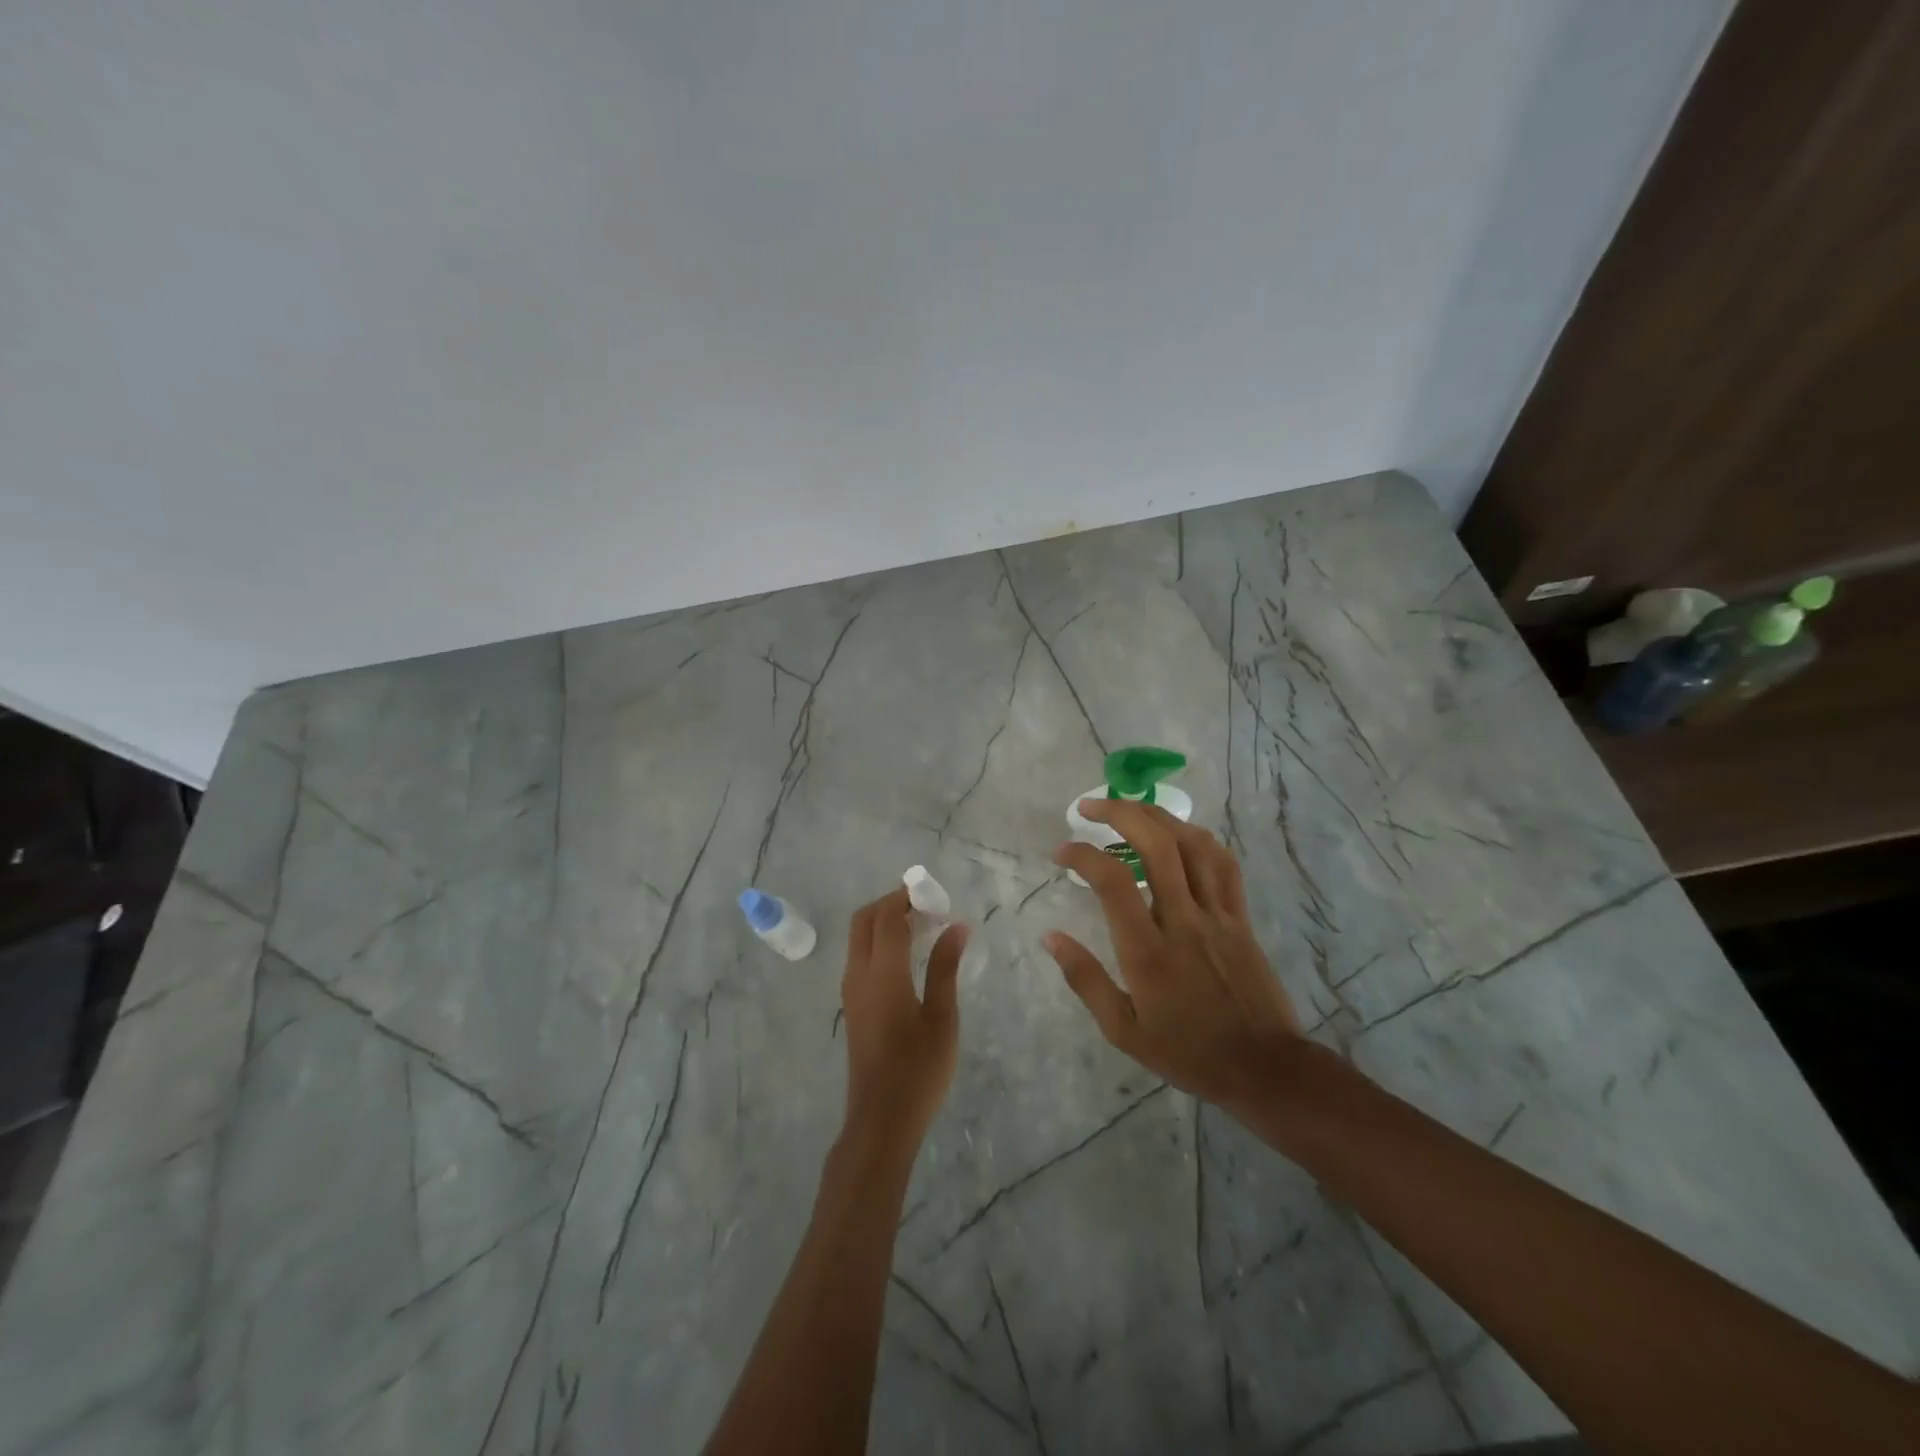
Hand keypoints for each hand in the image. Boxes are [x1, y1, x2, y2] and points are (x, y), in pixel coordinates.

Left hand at [840, 886, 968, 1153]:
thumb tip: (957, 926)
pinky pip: (860, 956)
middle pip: (864, 920)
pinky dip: (879, 942)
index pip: (887, 917)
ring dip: (883, 922)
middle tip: (925, 905)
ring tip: (921, 926)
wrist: (881, 1120)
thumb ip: (946, 967)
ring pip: (859, 938)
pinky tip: (907, 956)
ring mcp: (851, 991)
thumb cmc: (919, 1071)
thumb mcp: (942, 1018)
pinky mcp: (852, 1005)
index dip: (906, 897)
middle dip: (890, 903)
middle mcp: (859, 974)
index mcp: (883, 974)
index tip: (933, 892)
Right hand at [1046, 799, 1302, 1115]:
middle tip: (1090, 807)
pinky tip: (1181, 833)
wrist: (1264, 1068)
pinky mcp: (1240, 917)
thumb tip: (1050, 937)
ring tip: (1131, 808)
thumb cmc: (1187, 1053)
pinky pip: (1224, 864)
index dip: (1083, 855)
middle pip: (1157, 846)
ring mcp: (1218, 915)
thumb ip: (1085, 979)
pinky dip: (1199, 838)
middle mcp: (1184, 921)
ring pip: (1193, 845)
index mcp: (1149, 951)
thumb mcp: (1123, 1030)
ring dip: (1158, 816)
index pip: (1114, 882)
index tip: (1062, 851)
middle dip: (1120, 813)